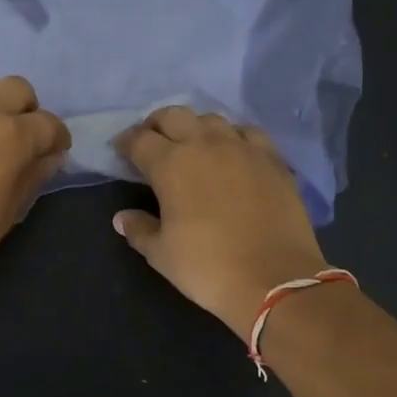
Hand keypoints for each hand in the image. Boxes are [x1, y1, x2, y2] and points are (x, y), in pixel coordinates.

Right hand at [112, 107, 329, 337]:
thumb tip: (123, 217)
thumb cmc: (207, 267)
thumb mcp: (161, 254)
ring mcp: (243, 148)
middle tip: (152, 143)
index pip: (139, 140)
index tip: (121, 151)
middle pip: (174, 116)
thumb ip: (139, 230)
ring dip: (195, 128)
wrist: (275, 280)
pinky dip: (233, 137)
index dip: (126, 143)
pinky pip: (248, 133)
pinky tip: (232, 153)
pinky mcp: (273, 159)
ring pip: (212, 119)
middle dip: (157, 125)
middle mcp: (205, 145)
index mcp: (171, 164)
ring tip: (192, 146)